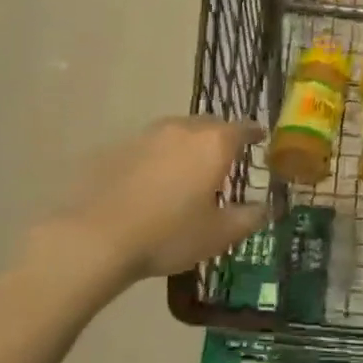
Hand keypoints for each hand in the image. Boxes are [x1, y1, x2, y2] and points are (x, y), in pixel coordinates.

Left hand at [57, 117, 270, 281]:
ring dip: (188, 145)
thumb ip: (248, 218)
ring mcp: (147, 135)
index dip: (255, 133)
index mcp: (213, 143)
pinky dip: (160, 157)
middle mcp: (183, 129)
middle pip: (210, 125)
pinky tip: (154, 181)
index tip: (261, 138)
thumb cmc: (169, 234)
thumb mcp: (218, 235)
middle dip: (221, 138)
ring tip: (189, 170)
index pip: (243, 129)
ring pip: (178, 132)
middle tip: (225, 160)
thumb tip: (266, 208)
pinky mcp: (118, 148)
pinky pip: (150, 146)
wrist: (96, 237)